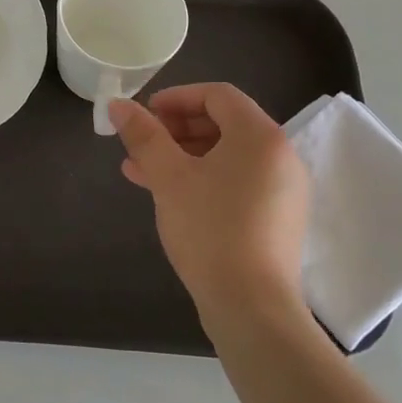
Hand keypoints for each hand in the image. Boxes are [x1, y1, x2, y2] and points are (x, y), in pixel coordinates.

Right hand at [109, 84, 311, 325]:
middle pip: (224, 124)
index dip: (176, 97)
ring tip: (141, 172)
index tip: (144, 114)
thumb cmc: (210, 229)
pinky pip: (237, 182)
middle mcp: (280, 156)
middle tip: (141, 143)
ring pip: (227, 156)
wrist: (251, 307)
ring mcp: (283, 190)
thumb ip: (144, 136)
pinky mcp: (277, 219)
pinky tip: (169, 196)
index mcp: (260, 136)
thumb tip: (118, 105)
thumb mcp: (169, 177)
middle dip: (176, 129)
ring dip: (183, 156)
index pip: (218, 95)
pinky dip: (203, 179)